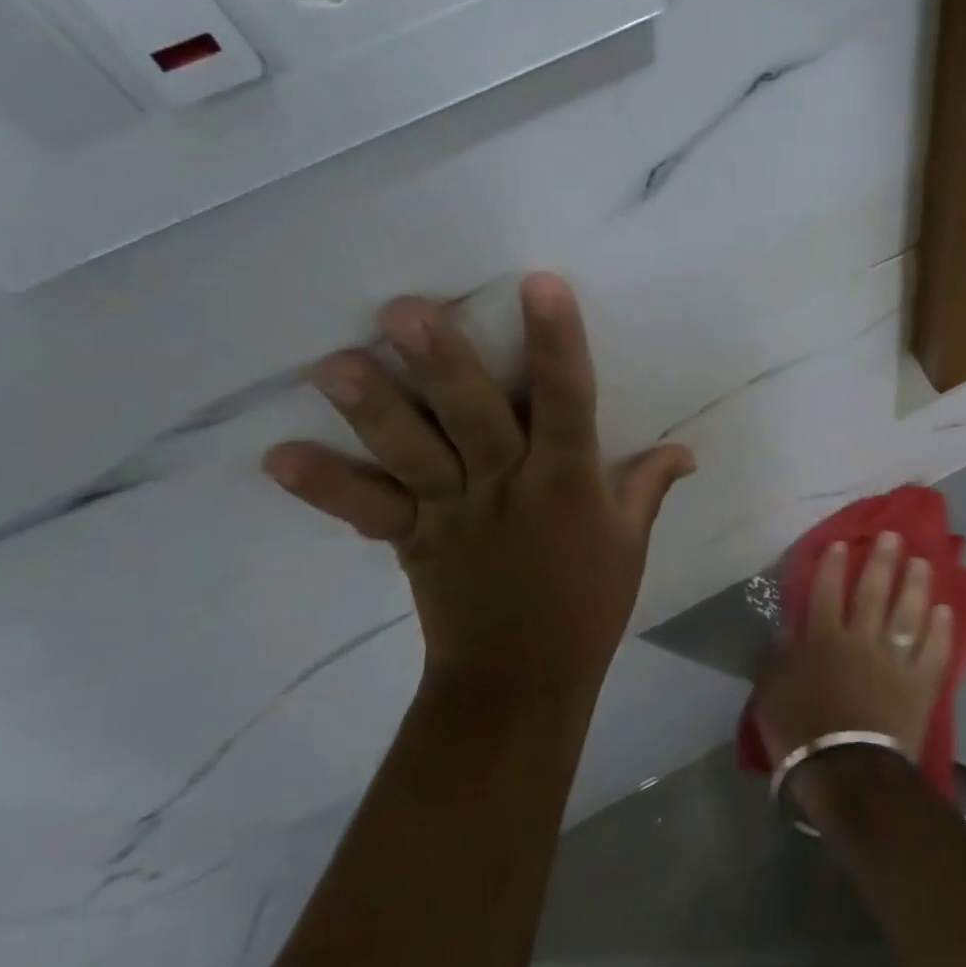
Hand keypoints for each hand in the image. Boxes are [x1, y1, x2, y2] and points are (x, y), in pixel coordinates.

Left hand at [262, 273, 695, 699]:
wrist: (522, 682)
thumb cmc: (587, 605)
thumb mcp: (631, 543)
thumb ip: (649, 486)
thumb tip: (687, 450)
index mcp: (566, 484)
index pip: (566, 404)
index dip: (556, 345)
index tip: (541, 284)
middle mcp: (506, 490)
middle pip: (474, 421)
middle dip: (443, 365)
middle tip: (404, 311)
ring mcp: (452, 515)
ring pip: (414, 456)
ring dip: (375, 412)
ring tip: (332, 365)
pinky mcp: (412, 541)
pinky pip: (369, 511)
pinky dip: (327, 487)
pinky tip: (278, 457)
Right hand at [752, 531, 953, 775]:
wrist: (847, 774)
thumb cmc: (800, 732)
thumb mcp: (771, 690)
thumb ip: (778, 654)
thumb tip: (785, 625)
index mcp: (823, 639)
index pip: (827, 591)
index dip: (833, 565)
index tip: (842, 542)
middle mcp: (861, 639)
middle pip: (874, 592)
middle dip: (882, 561)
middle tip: (893, 536)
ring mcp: (894, 661)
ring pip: (908, 614)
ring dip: (916, 585)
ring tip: (922, 562)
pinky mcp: (920, 685)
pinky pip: (934, 652)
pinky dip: (940, 631)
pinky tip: (945, 611)